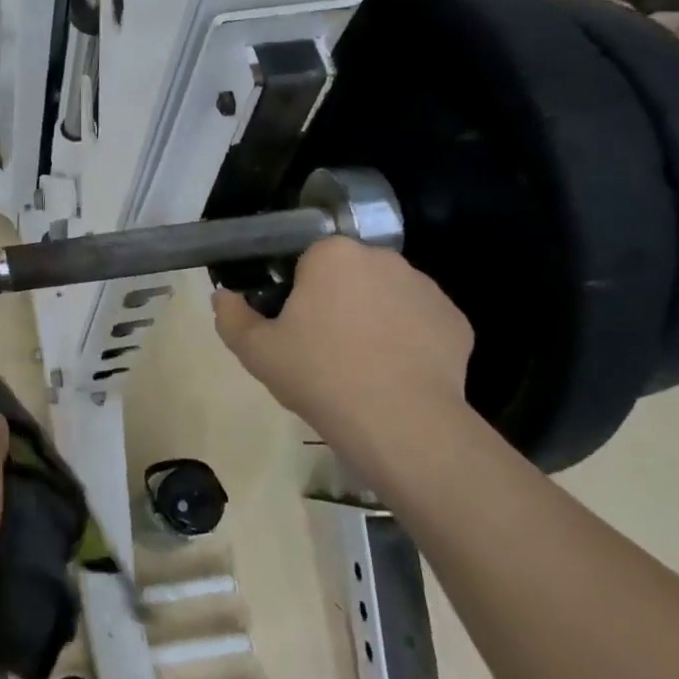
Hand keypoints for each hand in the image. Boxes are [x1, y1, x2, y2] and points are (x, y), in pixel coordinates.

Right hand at [212, 238, 473, 455]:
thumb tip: (222, 296)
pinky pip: (419, 323)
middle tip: (321, 346)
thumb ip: (232, 317)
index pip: (307, 260)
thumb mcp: (256, 351)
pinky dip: (407, 341)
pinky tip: (393, 374)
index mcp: (333, 255)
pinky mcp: (456, 322)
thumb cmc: (320, 375)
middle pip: (349, 274)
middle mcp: (383, 259)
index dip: (296, 292)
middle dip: (336, 300)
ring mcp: (427, 289)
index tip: (292, 327)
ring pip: (386, 297)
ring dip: (372, 318)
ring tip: (360, 365)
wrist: (400, 424)